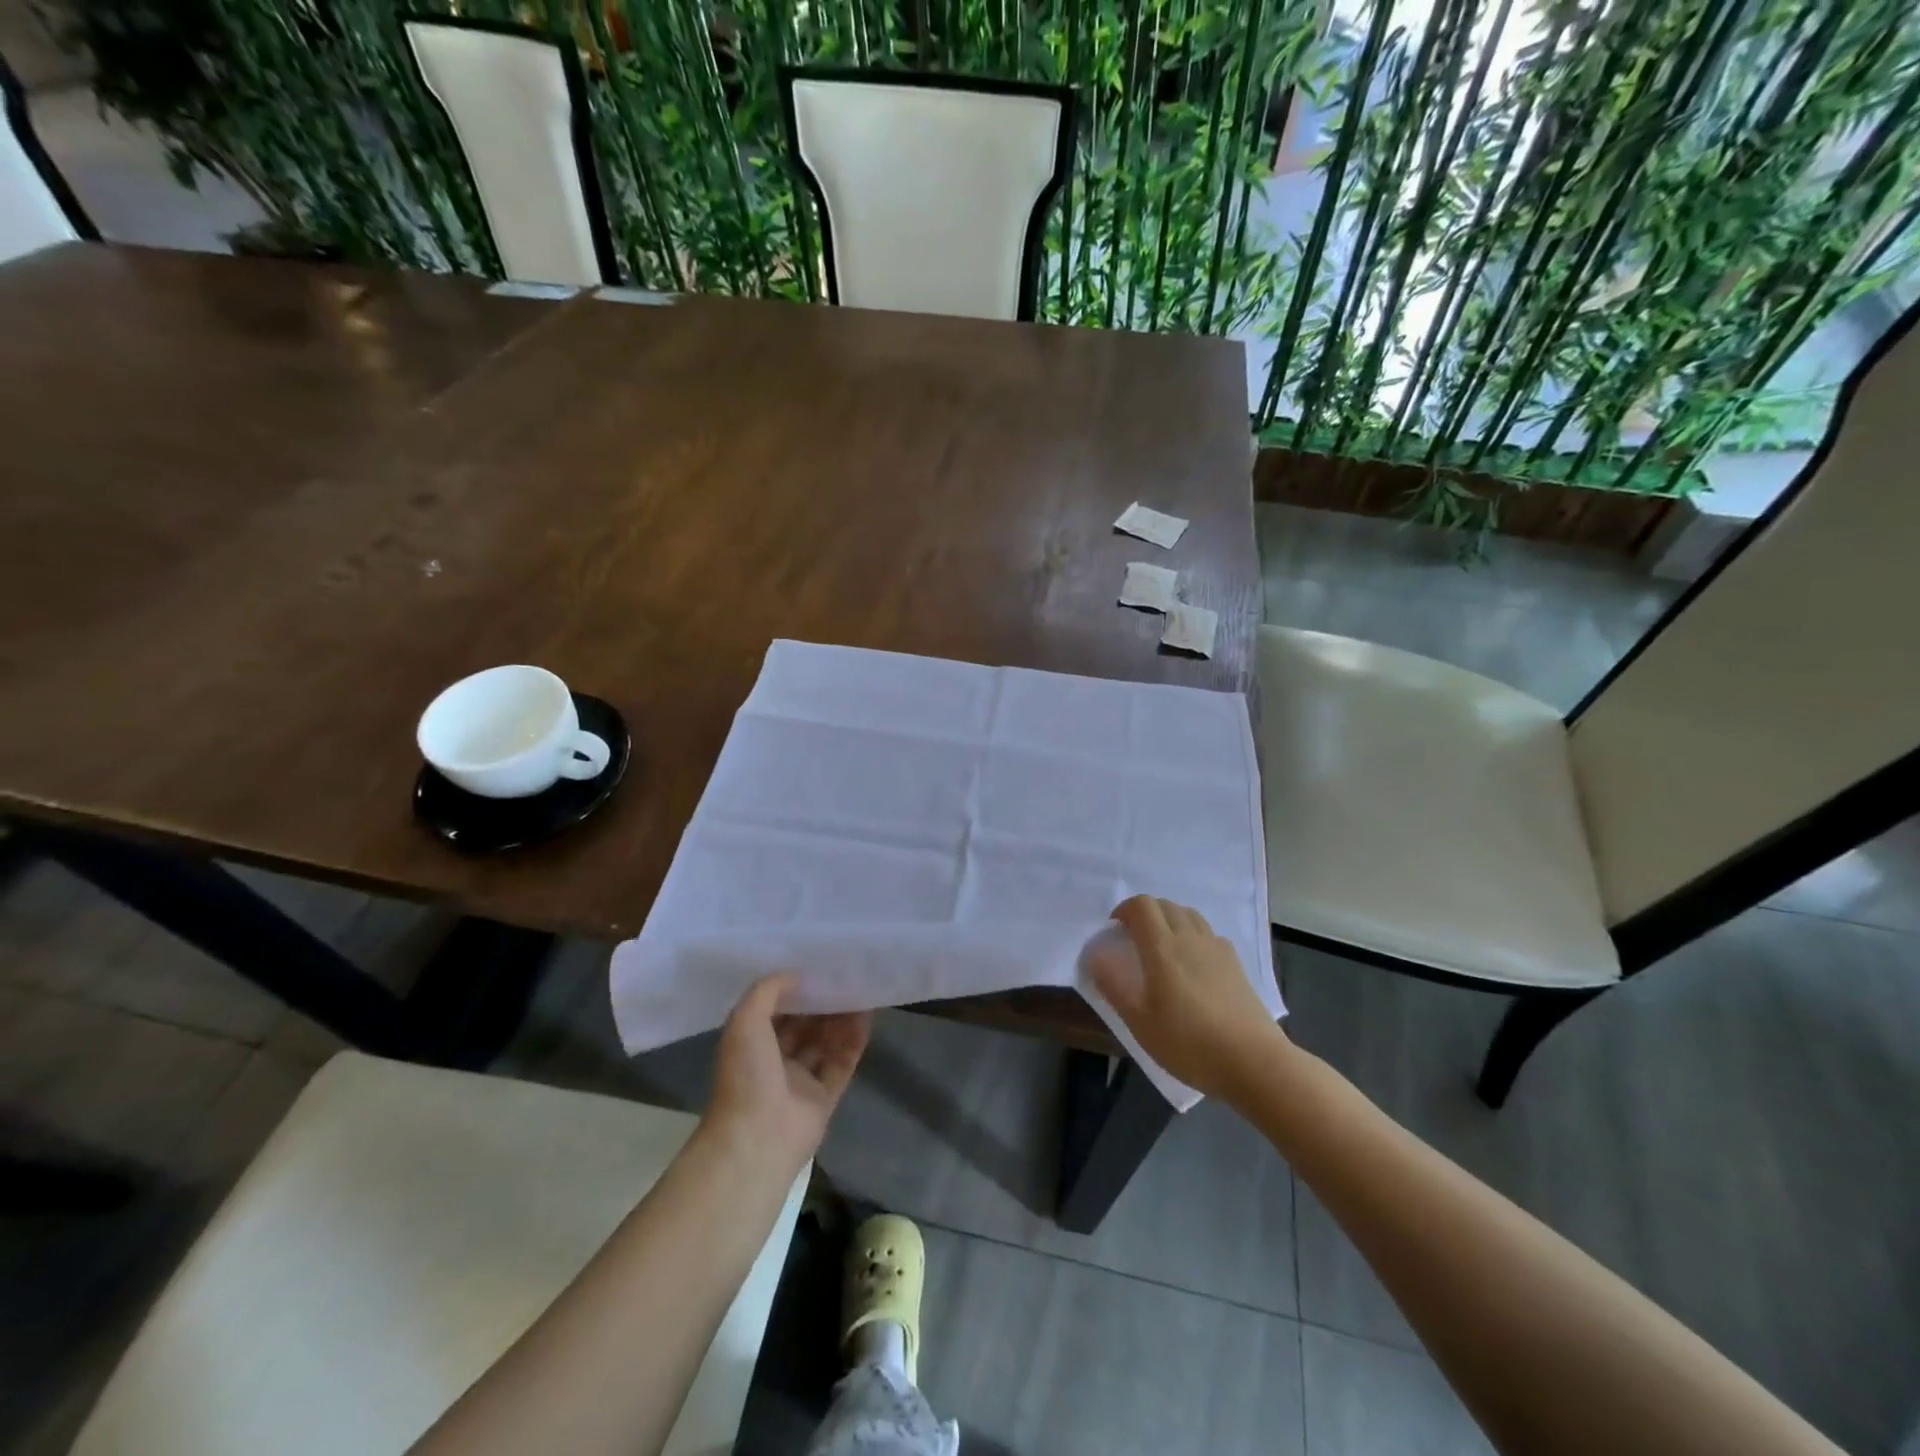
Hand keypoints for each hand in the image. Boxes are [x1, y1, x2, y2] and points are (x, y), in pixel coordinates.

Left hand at [707, 974, 869, 1166]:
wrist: (758, 1138)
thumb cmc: (746, 1075)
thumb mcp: (746, 1020)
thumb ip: (768, 990)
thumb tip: (796, 974)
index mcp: (751, 1044)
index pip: (776, 1010)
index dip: (795, 989)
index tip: (816, 965)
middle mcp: (774, 1061)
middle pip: (803, 1025)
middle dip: (821, 1002)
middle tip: (844, 974)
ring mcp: (800, 1081)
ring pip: (825, 1042)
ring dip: (841, 1017)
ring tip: (860, 988)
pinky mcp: (825, 1097)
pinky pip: (842, 1062)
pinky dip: (854, 1040)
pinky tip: (867, 1016)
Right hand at [1088, 896, 1285, 1100]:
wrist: (1254, 1062)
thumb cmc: (1189, 1043)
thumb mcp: (1140, 1022)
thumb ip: (1114, 985)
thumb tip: (1095, 955)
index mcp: (1163, 947)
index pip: (1141, 906)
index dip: (1124, 910)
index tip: (1114, 931)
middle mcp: (1190, 938)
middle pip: (1165, 905)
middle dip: (1144, 914)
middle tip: (1133, 941)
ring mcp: (1217, 949)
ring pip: (1189, 915)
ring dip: (1169, 920)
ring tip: (1161, 949)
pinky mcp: (1236, 964)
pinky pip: (1208, 934)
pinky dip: (1193, 936)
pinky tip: (1193, 964)